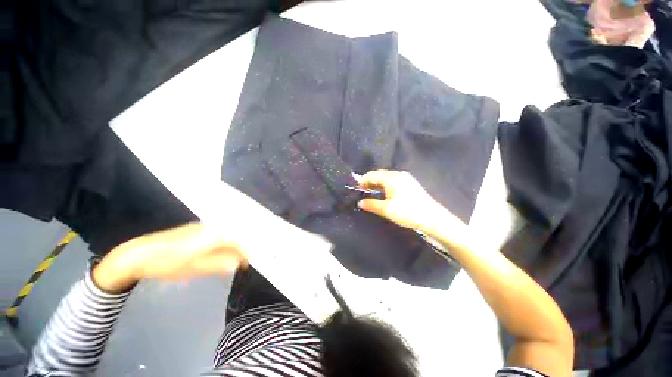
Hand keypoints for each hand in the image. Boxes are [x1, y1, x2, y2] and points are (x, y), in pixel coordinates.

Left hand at [93, 223, 246, 292]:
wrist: (139, 254)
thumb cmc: (166, 263)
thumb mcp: (193, 268)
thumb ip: (218, 264)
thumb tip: (238, 264)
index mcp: (212, 234)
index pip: (238, 238)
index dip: (248, 247)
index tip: (253, 258)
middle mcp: (212, 226)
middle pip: (236, 233)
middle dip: (245, 245)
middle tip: (249, 259)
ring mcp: (205, 226)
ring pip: (228, 233)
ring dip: (236, 244)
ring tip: (240, 257)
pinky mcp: (199, 229)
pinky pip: (220, 233)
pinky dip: (227, 243)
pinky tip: (226, 252)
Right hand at [357, 170, 461, 232]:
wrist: (432, 218)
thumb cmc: (407, 212)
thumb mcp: (386, 210)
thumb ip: (371, 205)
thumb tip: (360, 203)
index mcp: (391, 178)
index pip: (372, 175)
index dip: (363, 180)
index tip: (356, 188)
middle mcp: (398, 174)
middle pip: (379, 174)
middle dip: (369, 181)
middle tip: (362, 190)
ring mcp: (406, 178)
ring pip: (386, 177)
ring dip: (377, 183)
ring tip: (371, 192)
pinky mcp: (410, 183)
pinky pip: (393, 180)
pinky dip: (385, 184)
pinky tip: (384, 193)